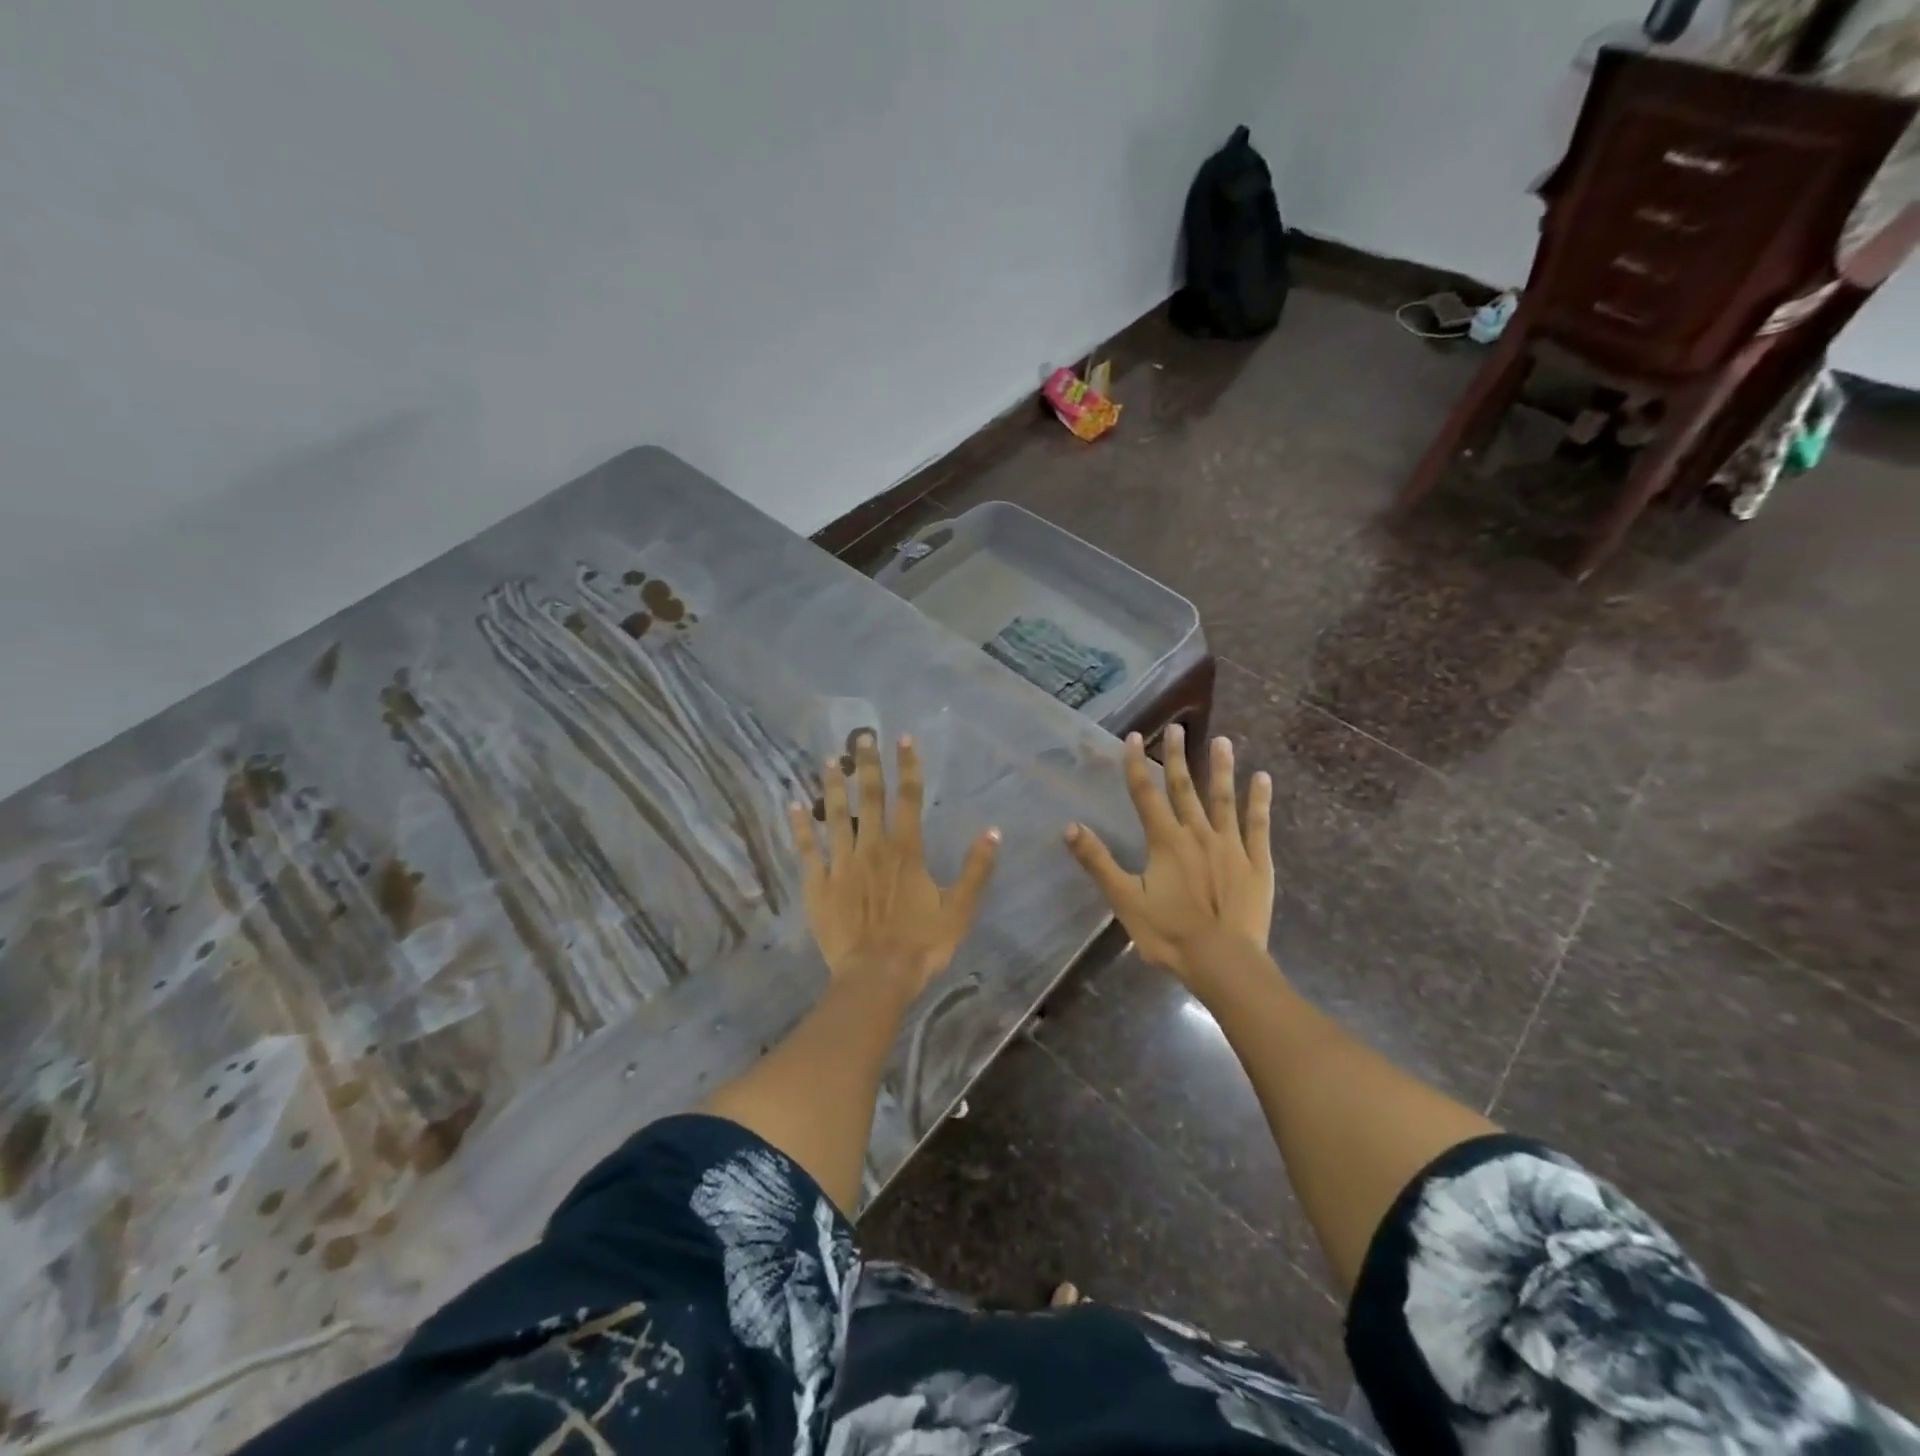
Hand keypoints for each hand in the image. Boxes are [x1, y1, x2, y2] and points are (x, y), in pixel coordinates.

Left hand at [787, 732, 998, 994]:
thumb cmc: (922, 944)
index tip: (903, 738)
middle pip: (870, 798)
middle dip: (867, 764)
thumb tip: (993, 831)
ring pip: (836, 816)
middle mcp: (872, 847)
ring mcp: (842, 864)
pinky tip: (794, 805)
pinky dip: (800, 826)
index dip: (907, 766)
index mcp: (906, 850)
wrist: (877, 976)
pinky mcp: (819, 884)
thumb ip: (976, 869)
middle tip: (861, 736)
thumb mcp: (960, 909)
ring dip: (834, 786)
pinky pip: (808, 849)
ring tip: (829, 760)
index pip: (908, 797)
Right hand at [1064, 726, 1273, 985]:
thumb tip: (1069, 826)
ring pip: (1223, 798)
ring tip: (1222, 740)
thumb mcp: (1125, 899)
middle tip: (1176, 728)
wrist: (1223, 962)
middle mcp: (1197, 833)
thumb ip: (1098, 861)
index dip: (1136, 765)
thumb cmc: (1169, 933)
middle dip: (1177, 757)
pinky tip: (1263, 778)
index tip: (1134, 736)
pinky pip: (1258, 824)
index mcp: (1165, 841)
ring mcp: (1230, 845)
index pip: (1145, 794)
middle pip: (1184, 788)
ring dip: (1221, 768)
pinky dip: (1259, 800)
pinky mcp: (1256, 862)